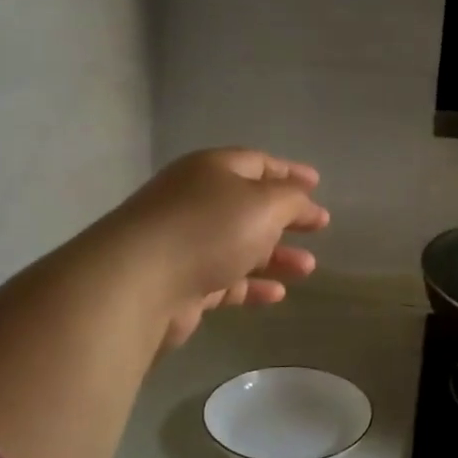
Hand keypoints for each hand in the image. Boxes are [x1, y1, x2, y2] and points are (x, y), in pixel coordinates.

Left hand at [102, 149, 330, 350]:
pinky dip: (252, 284)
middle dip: (287, 216)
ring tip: (308, 268)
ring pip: (240, 245)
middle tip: (319, 225)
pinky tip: (277, 294)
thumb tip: (301, 199)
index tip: (317, 184)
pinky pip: (226, 280)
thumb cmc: (208, 230)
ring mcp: (186, 243)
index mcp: (212, 170)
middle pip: (249, 205)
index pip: (258, 163)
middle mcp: (196, 201)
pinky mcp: (181, 282)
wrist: (138, 284)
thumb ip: (291, 199)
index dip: (290, 172)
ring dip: (276, 255)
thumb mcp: (264, 204)